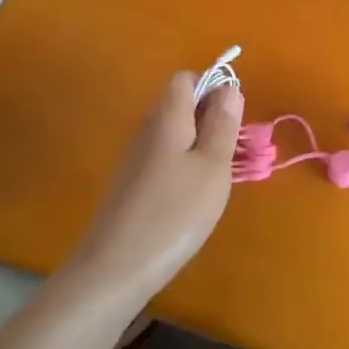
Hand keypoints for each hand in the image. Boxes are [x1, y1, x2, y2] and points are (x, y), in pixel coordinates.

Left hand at [72, 72, 241, 298]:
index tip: (234, 117)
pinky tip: (194, 197)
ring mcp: (135, 159)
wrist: (114, 270)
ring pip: (173, 133)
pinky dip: (184, 165)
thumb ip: (222, 124)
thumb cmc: (174, 213)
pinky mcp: (131, 185)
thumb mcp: (212, 167)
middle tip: (233, 149)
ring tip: (219, 176)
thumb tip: (229, 87)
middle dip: (210, 117)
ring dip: (200, 143)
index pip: (185, 78)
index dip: (212, 86)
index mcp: (167, 118)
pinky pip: (164, 157)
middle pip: (179, 104)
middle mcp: (146, 130)